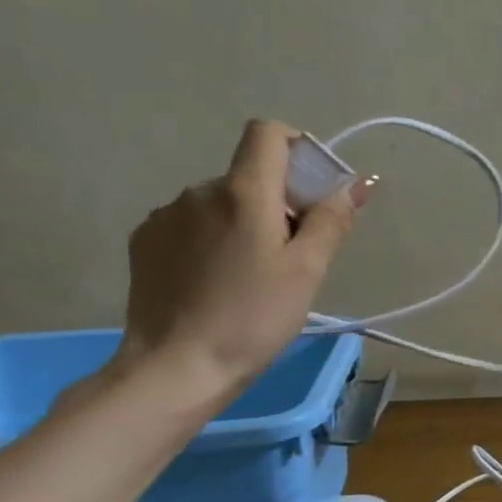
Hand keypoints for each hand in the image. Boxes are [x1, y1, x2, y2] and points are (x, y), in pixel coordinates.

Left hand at [112, 119, 368, 400]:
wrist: (174, 368)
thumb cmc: (253, 317)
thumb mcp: (307, 270)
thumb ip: (331, 219)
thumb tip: (356, 183)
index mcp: (243, 192)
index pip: (267, 133)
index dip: (297, 148)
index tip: (313, 189)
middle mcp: (198, 191)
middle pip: (250, 174)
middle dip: (278, 200)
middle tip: (293, 253)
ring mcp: (166, 216)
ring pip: (222, 201)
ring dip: (244, 221)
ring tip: (253, 274)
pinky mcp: (145, 242)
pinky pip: (192, 223)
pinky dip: (213, 238)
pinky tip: (217, 280)